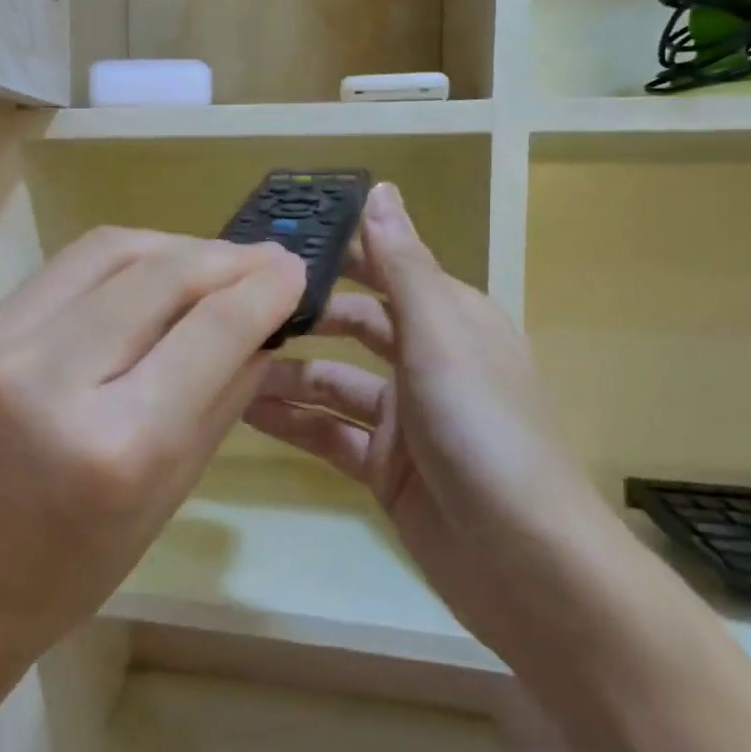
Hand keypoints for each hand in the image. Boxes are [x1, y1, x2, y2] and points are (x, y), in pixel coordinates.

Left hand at [0, 227, 305, 708]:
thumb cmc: (62, 574)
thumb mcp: (163, 500)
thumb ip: (218, 402)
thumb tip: (261, 329)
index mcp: (117, 445)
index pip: (212, 331)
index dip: (266, 289)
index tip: (296, 271)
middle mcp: (52, 378)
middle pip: (161, 274)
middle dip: (226, 257)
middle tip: (265, 258)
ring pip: (107, 251)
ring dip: (173, 245)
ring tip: (210, 259)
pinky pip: (61, 272)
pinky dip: (118, 264)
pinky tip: (144, 276)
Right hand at [244, 183, 618, 656]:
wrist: (526, 562)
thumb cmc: (484, 428)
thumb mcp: (440, 335)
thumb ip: (402, 265)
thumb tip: (381, 190)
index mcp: (449, 319)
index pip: (384, 267)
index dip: (335, 251)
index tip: (272, 240)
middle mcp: (426, 360)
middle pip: (353, 324)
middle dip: (301, 315)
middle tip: (234, 305)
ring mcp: (404, 418)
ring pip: (332, 382)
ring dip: (285, 373)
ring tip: (224, 362)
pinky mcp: (385, 467)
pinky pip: (328, 432)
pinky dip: (291, 422)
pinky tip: (242, 413)